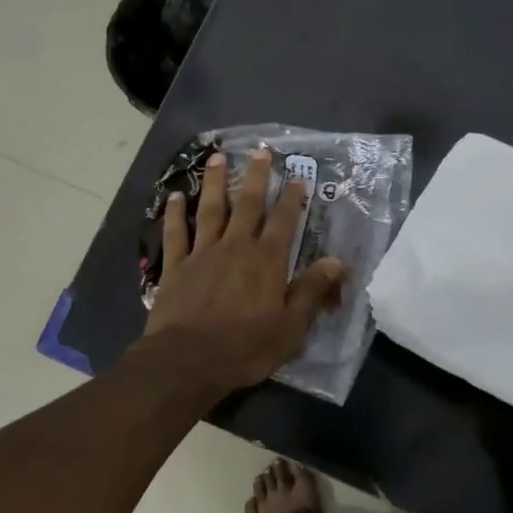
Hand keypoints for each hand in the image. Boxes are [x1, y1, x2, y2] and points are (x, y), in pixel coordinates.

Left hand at [144, 147, 346, 391]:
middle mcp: (236, 247)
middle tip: (259, 151)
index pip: (284, 221)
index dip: (292, 197)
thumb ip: (311, 291)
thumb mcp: (290, 328)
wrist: (186, 361)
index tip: (298, 176)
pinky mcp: (176, 266)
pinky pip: (176, 233)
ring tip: (217, 157)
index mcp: (267, 261)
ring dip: (214, 182)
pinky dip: (175, 214)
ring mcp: (203, 253)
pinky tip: (175, 196)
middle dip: (255, 176)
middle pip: (247, 204)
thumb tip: (337, 262)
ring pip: (210, 209)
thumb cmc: (244, 348)